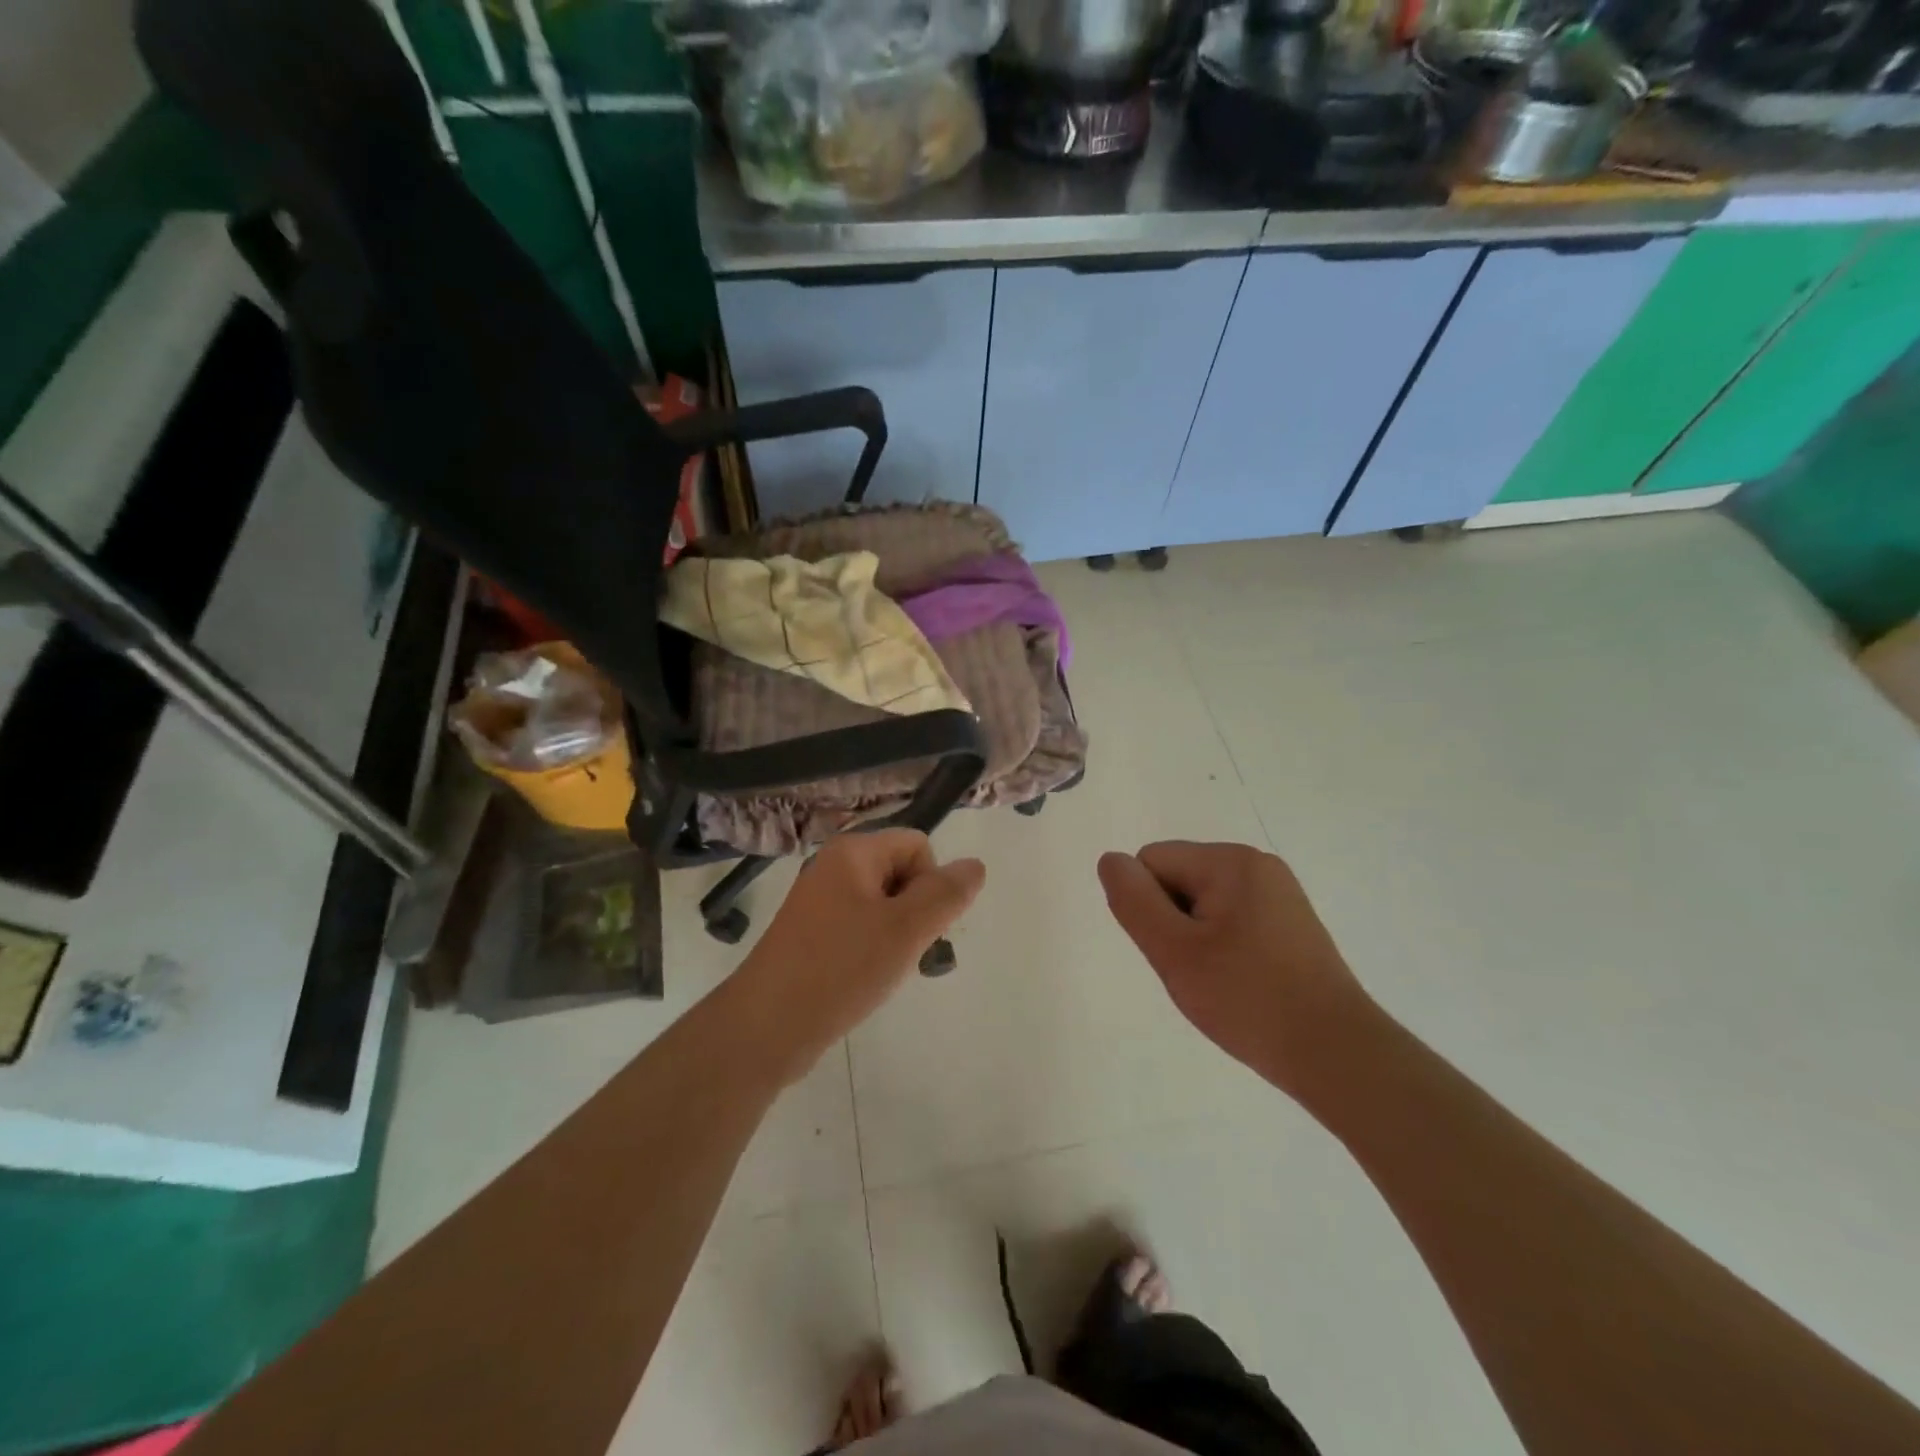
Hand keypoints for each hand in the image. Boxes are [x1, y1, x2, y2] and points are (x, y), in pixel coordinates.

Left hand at [732, 830, 984, 1083]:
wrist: (767, 1027)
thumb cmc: (840, 968)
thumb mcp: (906, 929)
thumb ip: (946, 894)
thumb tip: (975, 865)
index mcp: (852, 852)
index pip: (918, 845)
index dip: (931, 884)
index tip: (916, 925)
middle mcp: (834, 867)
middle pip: (902, 873)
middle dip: (916, 912)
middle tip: (903, 952)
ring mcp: (820, 903)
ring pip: (884, 906)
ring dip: (897, 936)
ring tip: (883, 971)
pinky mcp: (812, 936)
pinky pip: (860, 929)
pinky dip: (873, 951)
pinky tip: (865, 980)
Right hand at [1097, 841, 1376, 1098]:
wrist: (1337, 1056)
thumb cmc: (1249, 999)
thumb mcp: (1175, 951)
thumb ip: (1134, 901)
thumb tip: (1111, 860)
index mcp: (1231, 861)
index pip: (1152, 862)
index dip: (1149, 909)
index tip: (1177, 952)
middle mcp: (1257, 866)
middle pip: (1178, 879)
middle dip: (1173, 923)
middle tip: (1198, 973)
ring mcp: (1279, 895)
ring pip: (1201, 904)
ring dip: (1195, 939)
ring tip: (1220, 983)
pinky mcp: (1290, 924)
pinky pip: (1231, 921)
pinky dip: (1223, 948)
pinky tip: (1241, 984)